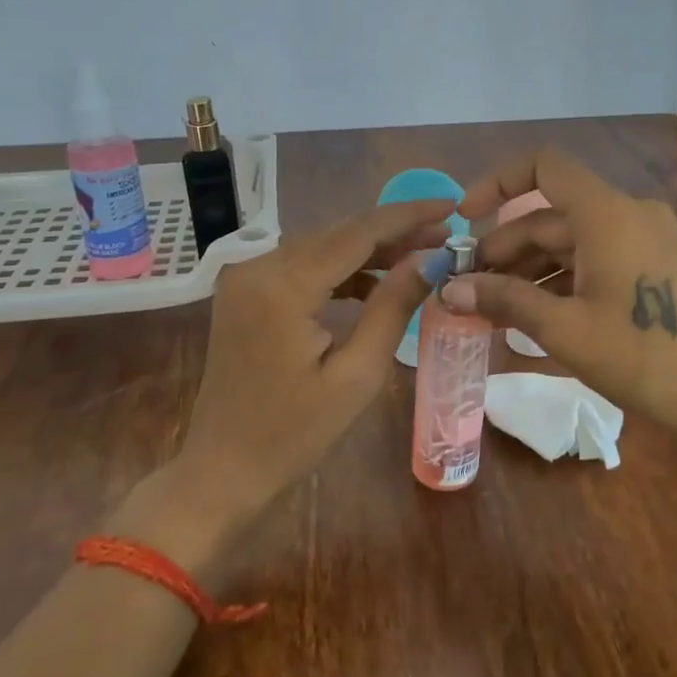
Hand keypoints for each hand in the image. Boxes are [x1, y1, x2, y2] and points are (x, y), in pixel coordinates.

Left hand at [175, 199, 454, 509]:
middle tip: (445, 234)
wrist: (222, 470)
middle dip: (393, 232)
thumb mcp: (357, 375)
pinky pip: (301, 268)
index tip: (453, 205)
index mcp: (282, 286)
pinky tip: (373, 284)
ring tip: (419, 257)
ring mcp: (245, 279)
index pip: (357, 233)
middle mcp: (257, 267)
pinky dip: (339, 271)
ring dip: (368, 251)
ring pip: (321, 247)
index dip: (408, 216)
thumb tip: (429, 259)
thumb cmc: (293, 434)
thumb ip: (392, 307)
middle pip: (338, 234)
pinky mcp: (245, 294)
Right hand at [449, 150, 676, 446]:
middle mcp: (627, 214)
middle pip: (550, 215)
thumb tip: (448, 291)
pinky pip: (593, 259)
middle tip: (465, 287)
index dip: (498, 183)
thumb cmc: (642, 357)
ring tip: (489, 307)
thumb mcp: (565, 329)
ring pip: (570, 241)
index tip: (465, 219)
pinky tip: (530, 315)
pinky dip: (558, 280)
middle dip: (503, 248)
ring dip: (527, 269)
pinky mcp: (651, 266)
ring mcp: (643, 240)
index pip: (544, 167)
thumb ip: (504, 300)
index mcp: (607, 214)